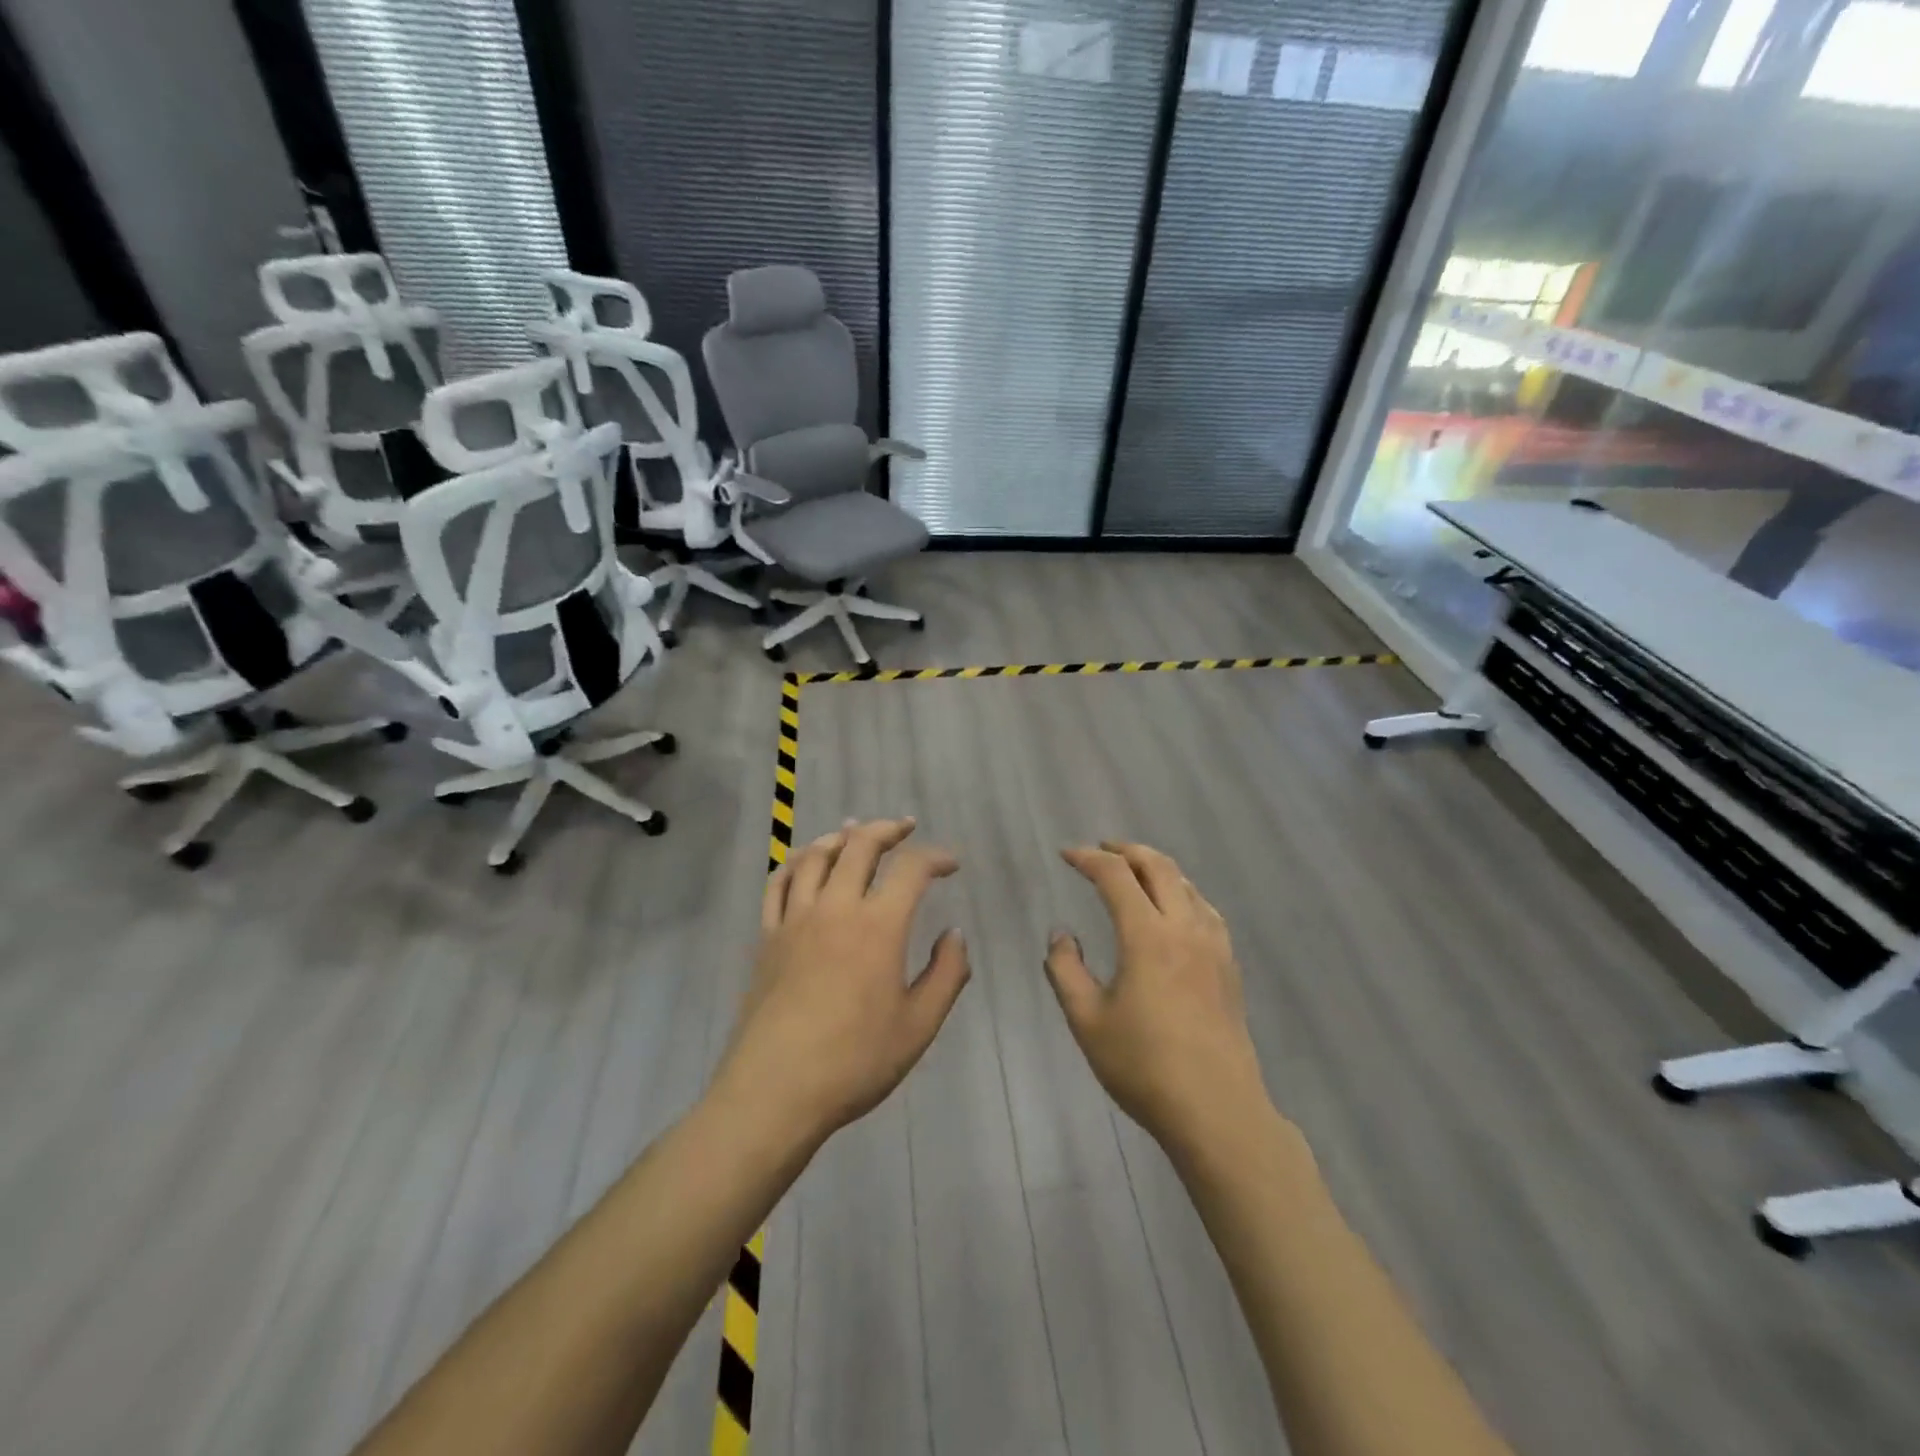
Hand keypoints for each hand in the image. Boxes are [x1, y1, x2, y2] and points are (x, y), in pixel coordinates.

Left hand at [715, 818, 971, 1146]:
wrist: (775, 1090)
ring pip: (815, 856)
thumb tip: (954, 934)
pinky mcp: (768, 936)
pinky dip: (795, 862)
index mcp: (878, 926)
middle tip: (905, 827)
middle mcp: (836, 908)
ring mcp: (796, 919)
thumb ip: (946, 974)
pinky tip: (804, 863)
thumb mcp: (919, 1026)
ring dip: (840, 837)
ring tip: (855, 832)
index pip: (911, 869)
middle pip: (860, 845)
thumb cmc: (854, 1061)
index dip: (936, 856)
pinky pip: (778, 883)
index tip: (951, 864)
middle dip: (887, 829)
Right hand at [1046, 842, 1270, 1156]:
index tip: (1066, 855)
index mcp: (1147, 936)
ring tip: (1134, 872)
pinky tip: (1175, 909)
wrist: (1217, 1110)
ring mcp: (1213, 945)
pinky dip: (1181, 892)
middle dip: (1126, 850)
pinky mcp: (1229, 965)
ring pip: (1186, 884)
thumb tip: (1061, 935)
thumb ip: (1066, 970)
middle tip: (1100, 850)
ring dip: (1156, 867)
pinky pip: (1205, 908)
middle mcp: (1184, 928)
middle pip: (1158, 866)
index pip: (1115, 876)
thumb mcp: (1087, 1021)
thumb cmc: (1144, 1066)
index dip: (1088, 858)